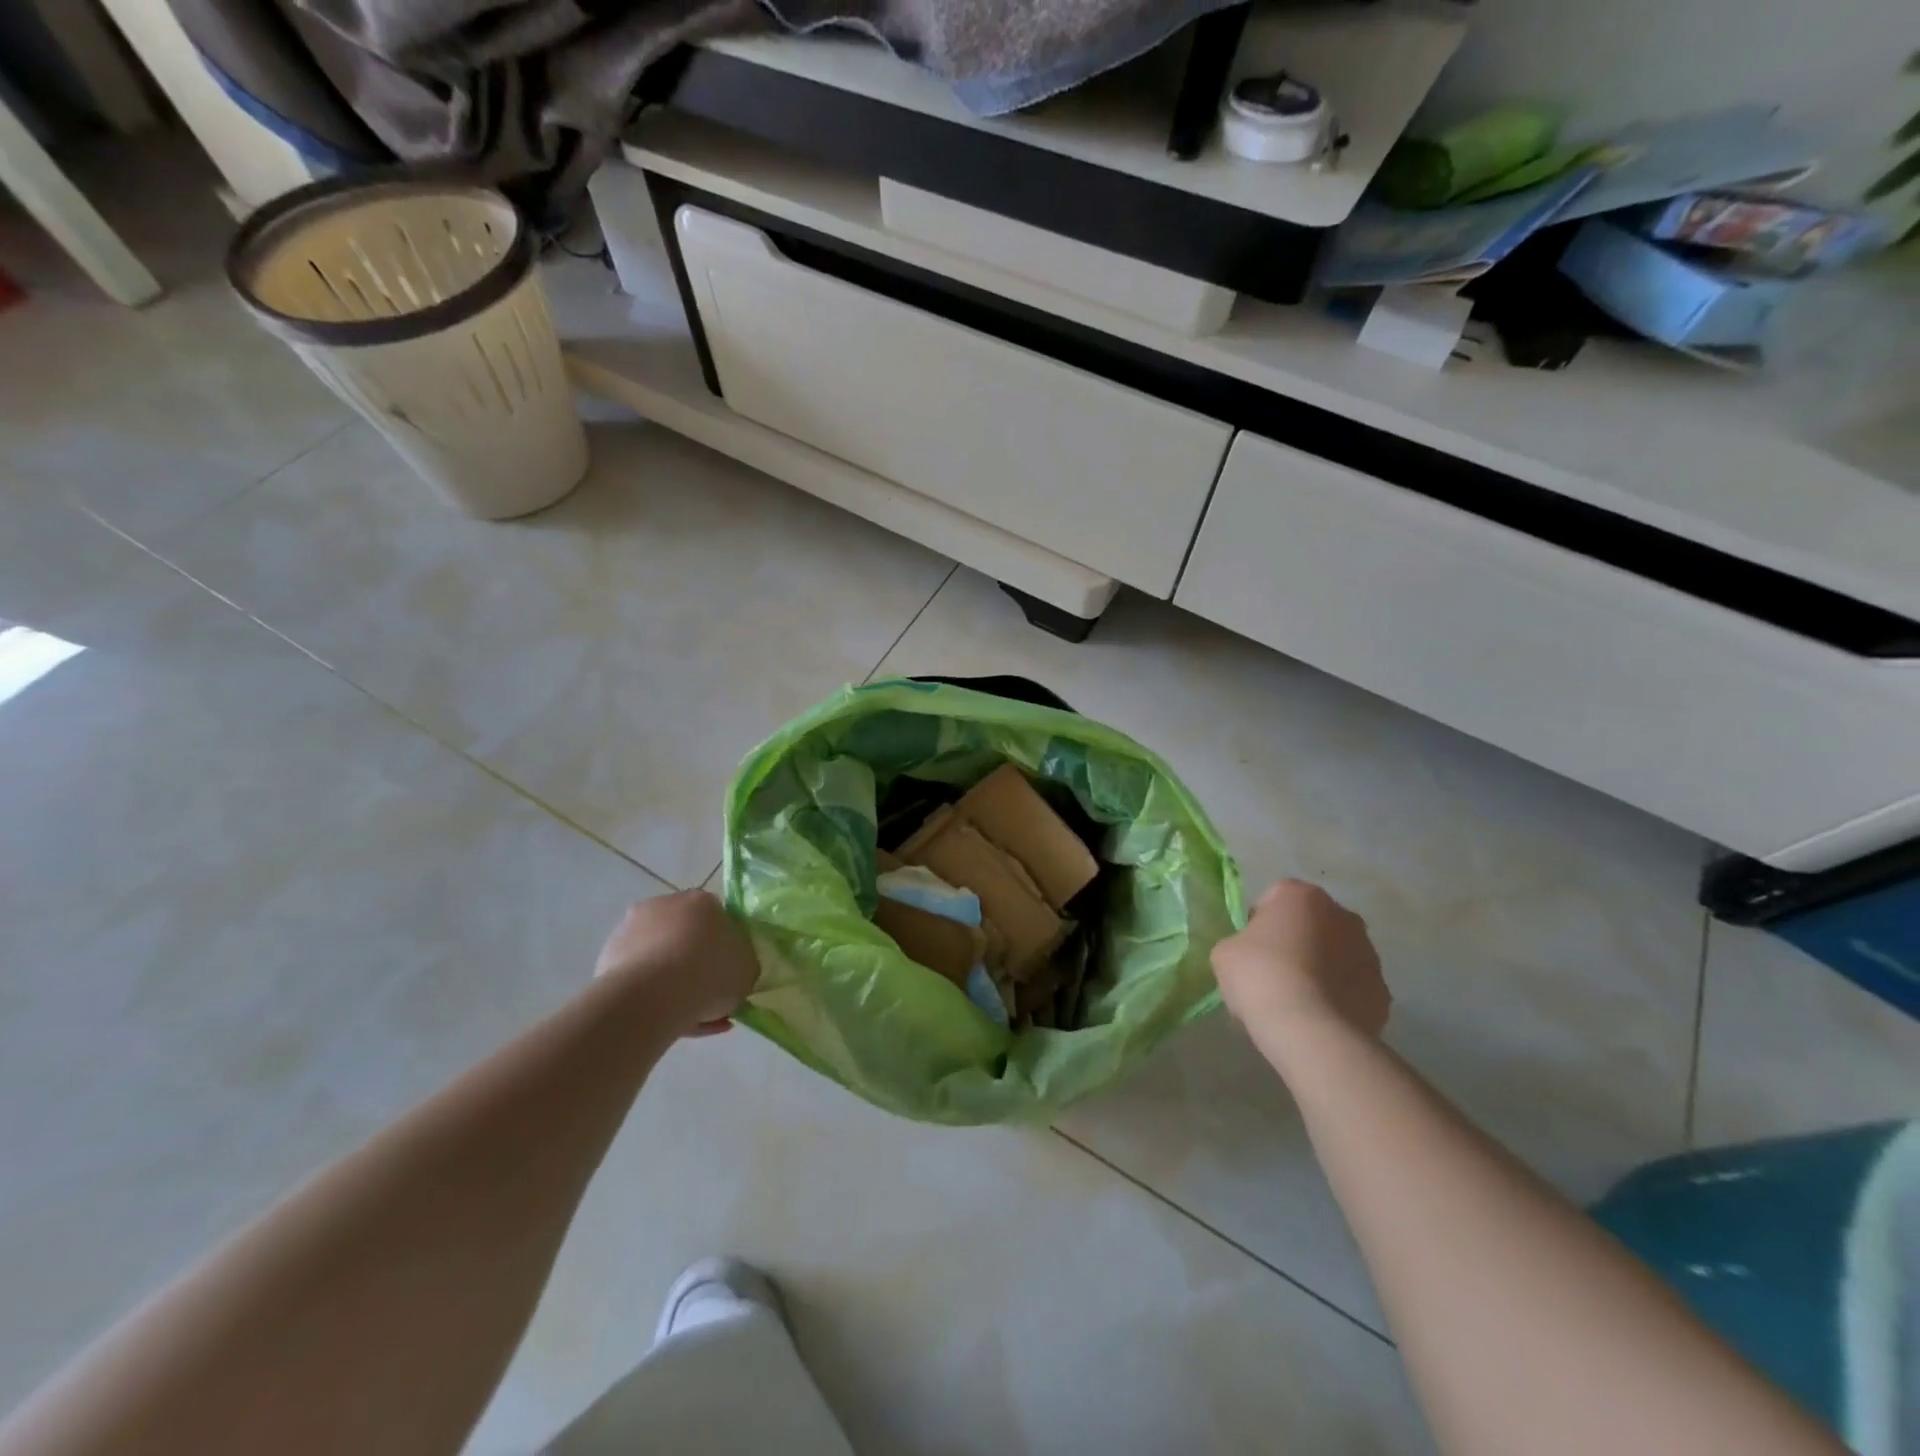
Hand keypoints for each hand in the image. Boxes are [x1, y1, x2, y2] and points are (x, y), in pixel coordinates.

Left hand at [594, 891, 758, 1034]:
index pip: (718, 918)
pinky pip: (641, 978)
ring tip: (691, 1020)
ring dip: (675, 985)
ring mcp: (632, 930)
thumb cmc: (709, 973)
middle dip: (696, 966)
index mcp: (702, 901)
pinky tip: (669, 1023)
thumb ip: (743, 963)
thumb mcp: (747, 969)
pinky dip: (654, 997)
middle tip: (710, 999)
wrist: (650, 997)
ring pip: (662, 960)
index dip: (725, 948)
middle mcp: (664, 905)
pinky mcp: (608, 958)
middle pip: (686, 937)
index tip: (728, 973)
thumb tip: (735, 967)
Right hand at [1212, 880, 1389, 1046]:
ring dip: (1320, 968)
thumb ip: (1241, 942)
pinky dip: (1338, 997)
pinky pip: (1352, 987)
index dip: (1258, 922)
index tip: (1249, 949)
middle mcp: (1343, 915)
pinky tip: (1317, 1018)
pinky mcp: (1382, 992)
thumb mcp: (1225, 952)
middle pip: (1312, 923)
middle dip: (1296, 941)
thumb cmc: (1260, 976)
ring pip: (1337, 954)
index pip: (1275, 897)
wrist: (1309, 1031)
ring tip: (1296, 1001)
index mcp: (1303, 896)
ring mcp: (1369, 954)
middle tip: (1272, 972)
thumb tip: (1255, 954)